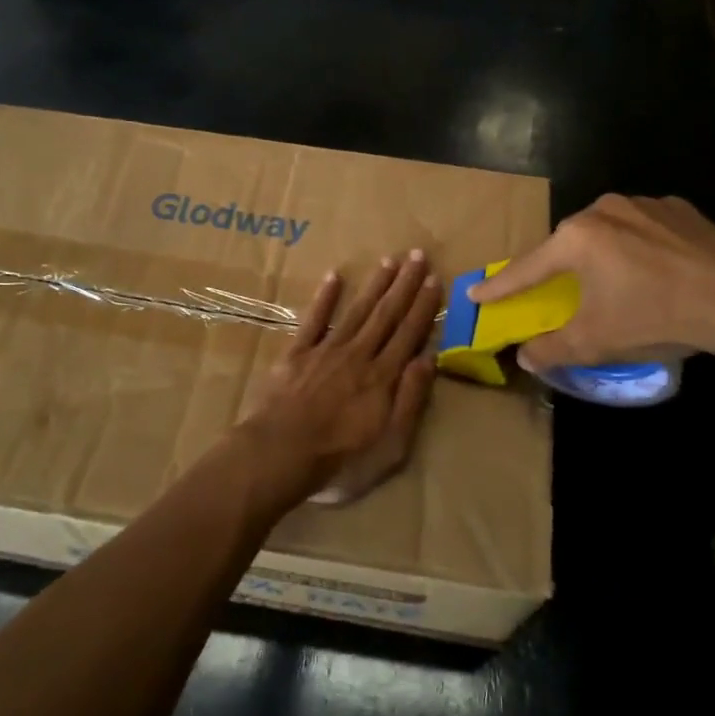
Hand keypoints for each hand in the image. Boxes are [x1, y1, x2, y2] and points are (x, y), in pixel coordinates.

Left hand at [241, 252, 440, 508]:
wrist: (280, 455)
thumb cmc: (340, 460)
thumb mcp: (390, 444)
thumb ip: (410, 400)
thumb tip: (429, 358)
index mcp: (382, 377)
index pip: (409, 334)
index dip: (423, 306)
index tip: (434, 279)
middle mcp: (358, 355)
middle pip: (386, 314)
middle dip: (404, 284)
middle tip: (418, 255)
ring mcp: (326, 351)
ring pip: (356, 311)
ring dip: (375, 284)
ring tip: (389, 259)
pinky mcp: (296, 354)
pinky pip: (313, 320)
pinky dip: (324, 298)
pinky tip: (334, 276)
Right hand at [468, 194, 714, 369]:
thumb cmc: (656, 316)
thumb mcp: (596, 341)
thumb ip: (552, 349)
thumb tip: (525, 358)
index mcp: (577, 239)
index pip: (527, 269)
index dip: (500, 287)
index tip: (475, 293)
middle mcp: (604, 210)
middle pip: (568, 245)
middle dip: (558, 269)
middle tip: (555, 290)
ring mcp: (644, 204)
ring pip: (608, 233)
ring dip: (603, 257)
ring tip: (616, 284)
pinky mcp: (680, 209)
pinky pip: (645, 229)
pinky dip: (639, 248)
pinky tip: (657, 270)